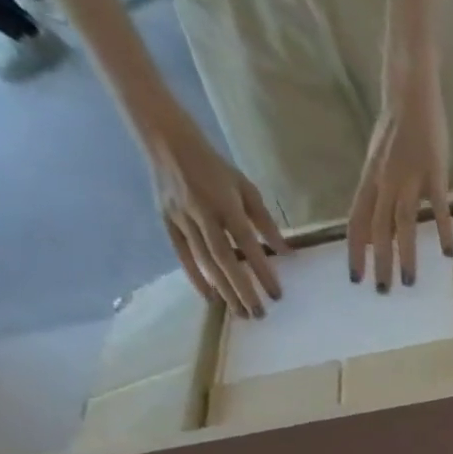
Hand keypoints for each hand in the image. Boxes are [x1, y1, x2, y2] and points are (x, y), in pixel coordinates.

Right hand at [141, 113, 286, 317]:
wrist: (166, 138)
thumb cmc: (215, 167)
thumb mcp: (247, 188)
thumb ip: (266, 222)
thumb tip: (286, 253)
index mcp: (225, 204)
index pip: (248, 244)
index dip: (262, 271)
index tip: (277, 295)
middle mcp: (202, 213)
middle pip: (224, 259)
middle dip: (243, 289)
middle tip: (260, 315)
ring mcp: (181, 217)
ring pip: (204, 261)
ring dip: (223, 290)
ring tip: (241, 313)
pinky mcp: (166, 220)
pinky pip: (182, 254)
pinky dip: (195, 277)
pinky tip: (211, 298)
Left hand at [346, 68, 451, 292]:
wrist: (410, 91)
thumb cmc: (397, 128)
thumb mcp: (380, 161)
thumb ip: (380, 192)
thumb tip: (382, 226)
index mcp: (371, 179)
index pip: (356, 220)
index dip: (354, 250)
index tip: (355, 277)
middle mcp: (385, 181)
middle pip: (377, 228)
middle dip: (378, 262)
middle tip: (381, 290)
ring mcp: (409, 178)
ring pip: (402, 223)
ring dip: (405, 255)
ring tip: (408, 282)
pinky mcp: (434, 173)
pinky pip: (436, 207)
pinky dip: (441, 230)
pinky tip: (446, 253)